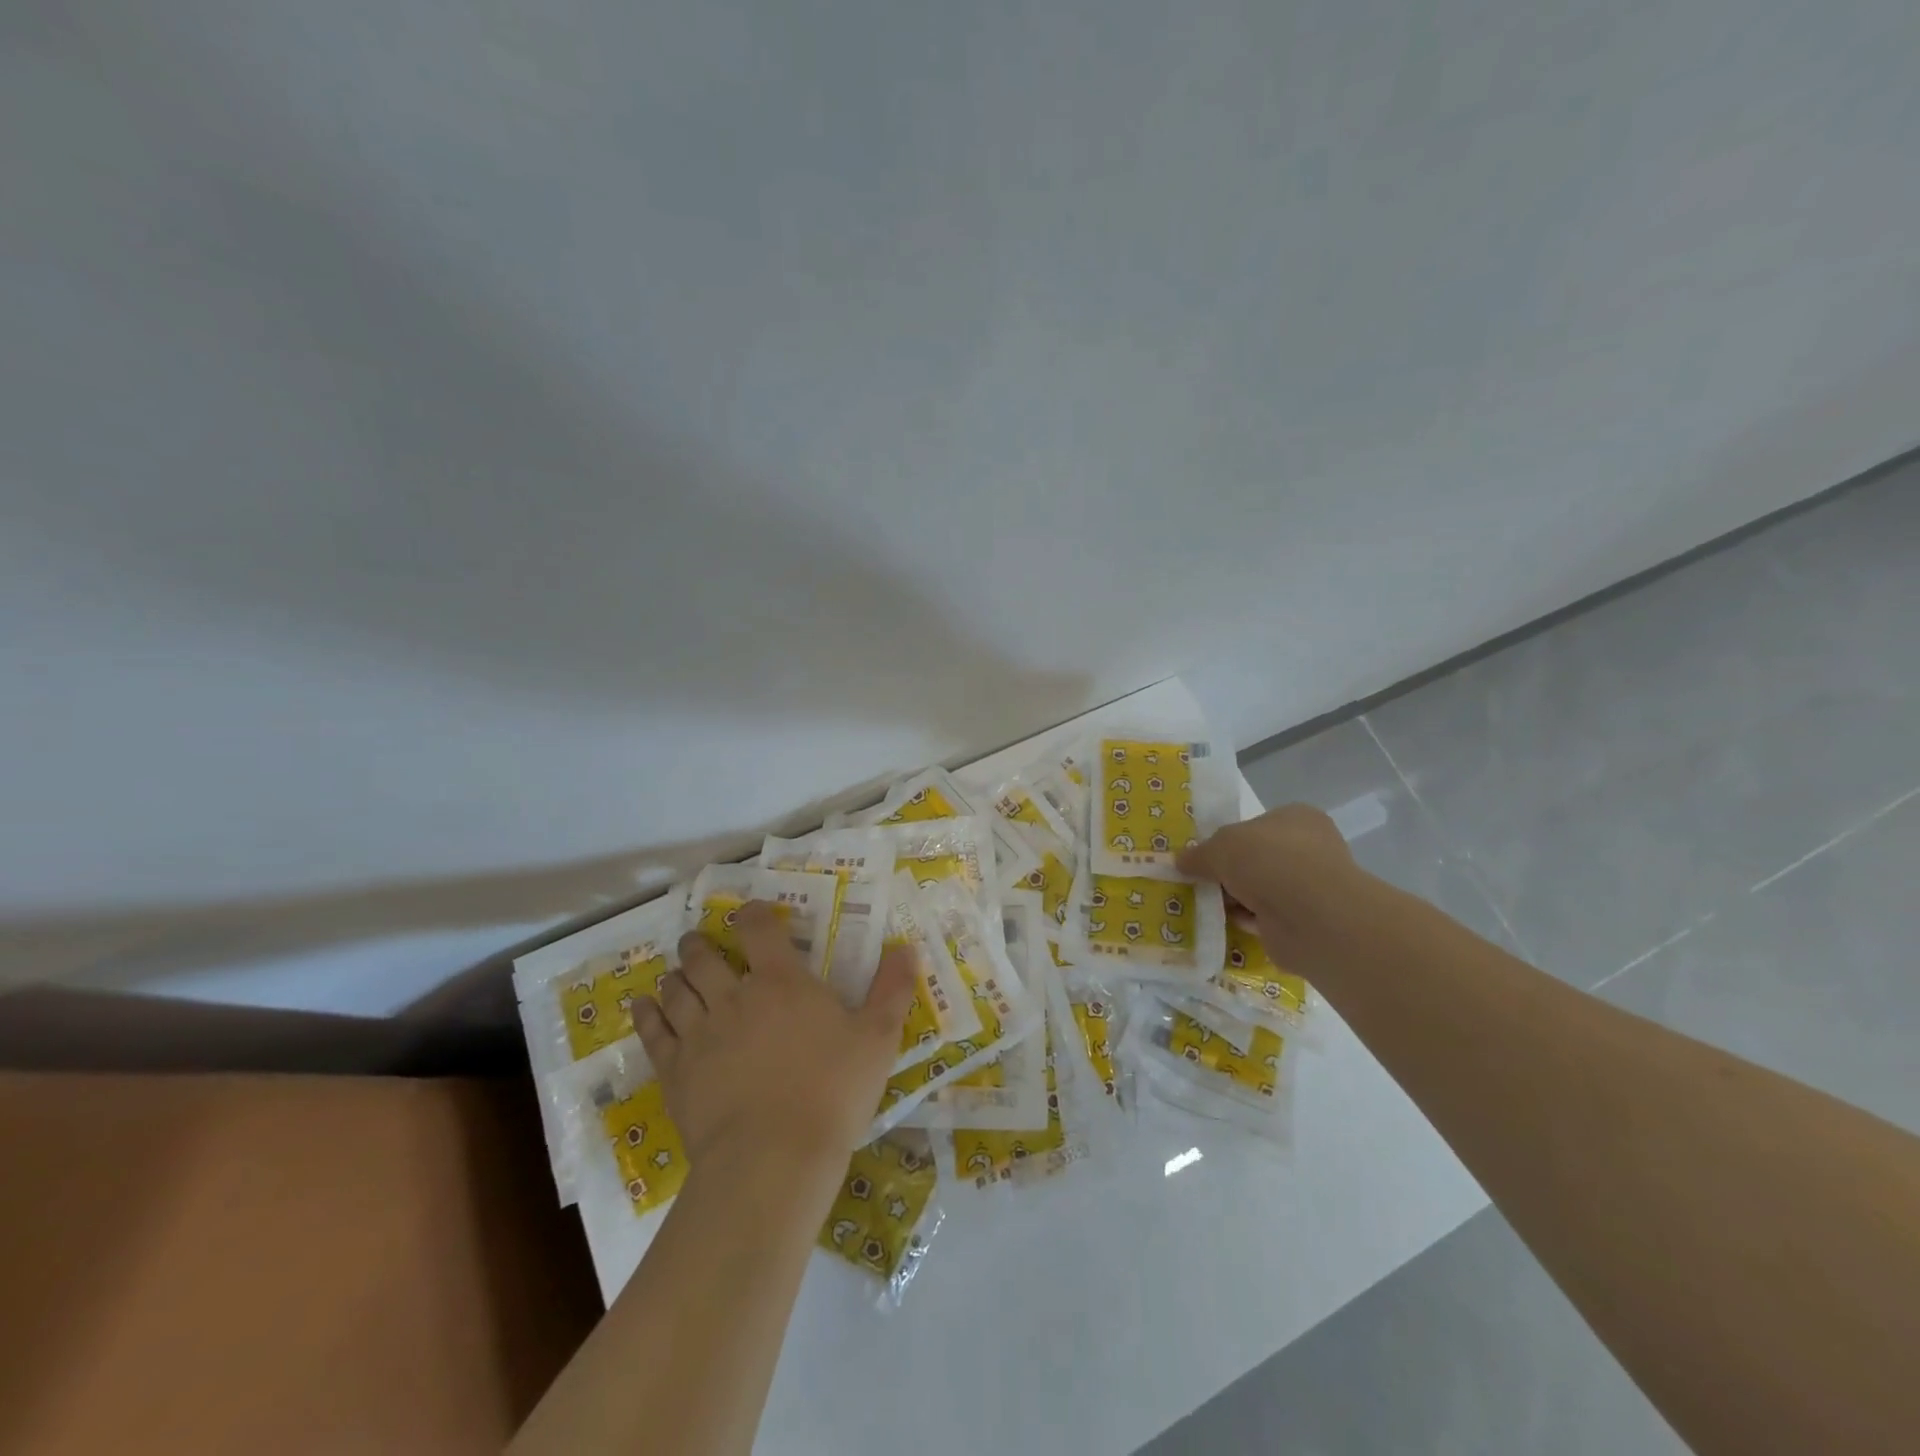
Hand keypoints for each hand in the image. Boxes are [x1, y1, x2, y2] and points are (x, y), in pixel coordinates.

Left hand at [633, 901, 916, 1187]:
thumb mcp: (877, 1039)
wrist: (773, 1158)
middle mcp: (733, 996)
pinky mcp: (675, 1070)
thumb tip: (907, 947)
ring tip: (677, 972)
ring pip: (676, 989)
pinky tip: (641, 1004)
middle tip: (700, 941)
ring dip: (676, 974)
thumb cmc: (832, 1092)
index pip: (758, 928)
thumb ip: (892, 989)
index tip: (751, 915)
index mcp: (781, 981)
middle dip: (699, 943)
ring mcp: (698, 1033)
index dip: (752, 915)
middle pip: (703, 955)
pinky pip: (652, 1031)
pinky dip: (645, 1013)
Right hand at [1176, 803, 1369, 965]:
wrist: (1310, 916)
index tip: (1204, 854)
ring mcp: (1310, 888)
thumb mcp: (1220, 847)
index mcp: (1297, 818)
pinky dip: (1245, 921)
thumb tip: (1179, 861)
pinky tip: (1220, 924)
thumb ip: (1199, 854)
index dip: (1229, 838)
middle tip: (1197, 880)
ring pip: (1260, 890)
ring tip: (1201, 904)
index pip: (1258, 824)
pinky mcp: (1305, 922)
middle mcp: (1309, 850)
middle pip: (1256, 859)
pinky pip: (1265, 918)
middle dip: (1228, 872)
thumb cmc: (1268, 861)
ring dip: (1235, 899)